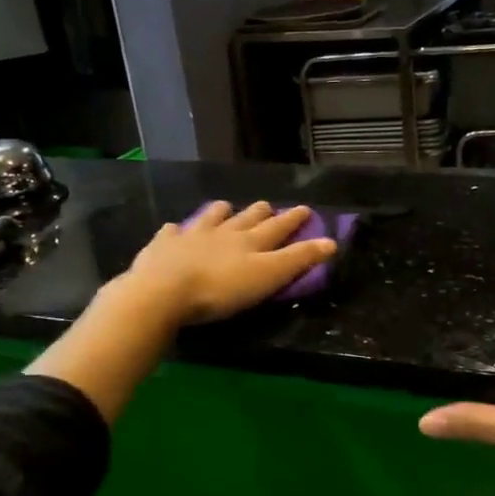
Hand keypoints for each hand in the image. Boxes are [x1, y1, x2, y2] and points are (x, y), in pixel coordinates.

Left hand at [119, 201, 336, 328]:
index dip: (293, 219)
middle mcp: (223, 232)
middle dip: (259, 212)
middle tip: (267, 206)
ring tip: (224, 207)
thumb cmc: (221, 289)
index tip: (305, 208)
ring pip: (210, 217)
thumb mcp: (268, 277)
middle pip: (245, 218)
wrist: (164, 290)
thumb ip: (298, 260)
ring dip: (220, 212)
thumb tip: (331, 242)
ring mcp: (191, 236)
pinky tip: (174, 229)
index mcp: (250, 242)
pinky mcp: (163, 245)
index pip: (277, 227)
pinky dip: (177, 230)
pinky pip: (172, 232)